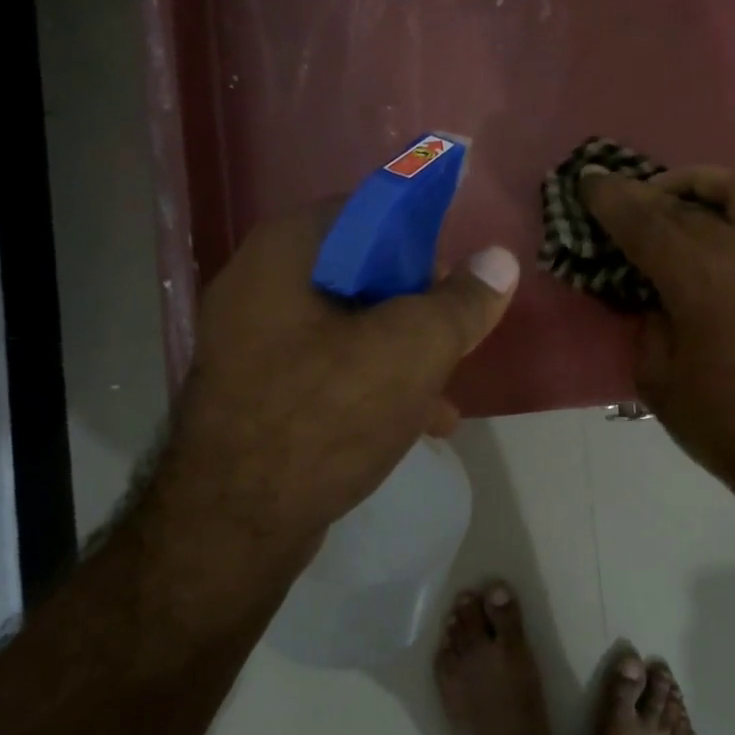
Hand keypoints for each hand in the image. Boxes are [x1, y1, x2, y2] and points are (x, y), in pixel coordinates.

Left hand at [163, 209, 517, 568]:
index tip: (452, 280)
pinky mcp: (256, 393)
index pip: (366, 210)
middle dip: (416, 310)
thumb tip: (500, 261)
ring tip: (444, 397)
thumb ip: (461, 302)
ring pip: (348, 329)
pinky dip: (371, 388)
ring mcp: (250, 344)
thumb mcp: (413, 350)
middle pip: (360, 273)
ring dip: (402, 357)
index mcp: (285, 252)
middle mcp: (257, 286)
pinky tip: (414, 426)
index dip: (420, 237)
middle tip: (451, 339)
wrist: (234, 524)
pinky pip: (327, 372)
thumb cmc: (326, 416)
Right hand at [582, 166, 734, 511]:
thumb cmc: (723, 423)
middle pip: (687, 204)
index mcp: (701, 277)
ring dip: (704, 186)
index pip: (645, 222)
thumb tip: (655, 296)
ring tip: (678, 199)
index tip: (588, 181)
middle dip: (645, 193)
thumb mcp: (658, 378)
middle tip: (618, 195)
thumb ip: (649, 323)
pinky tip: (734, 229)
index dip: (611, 200)